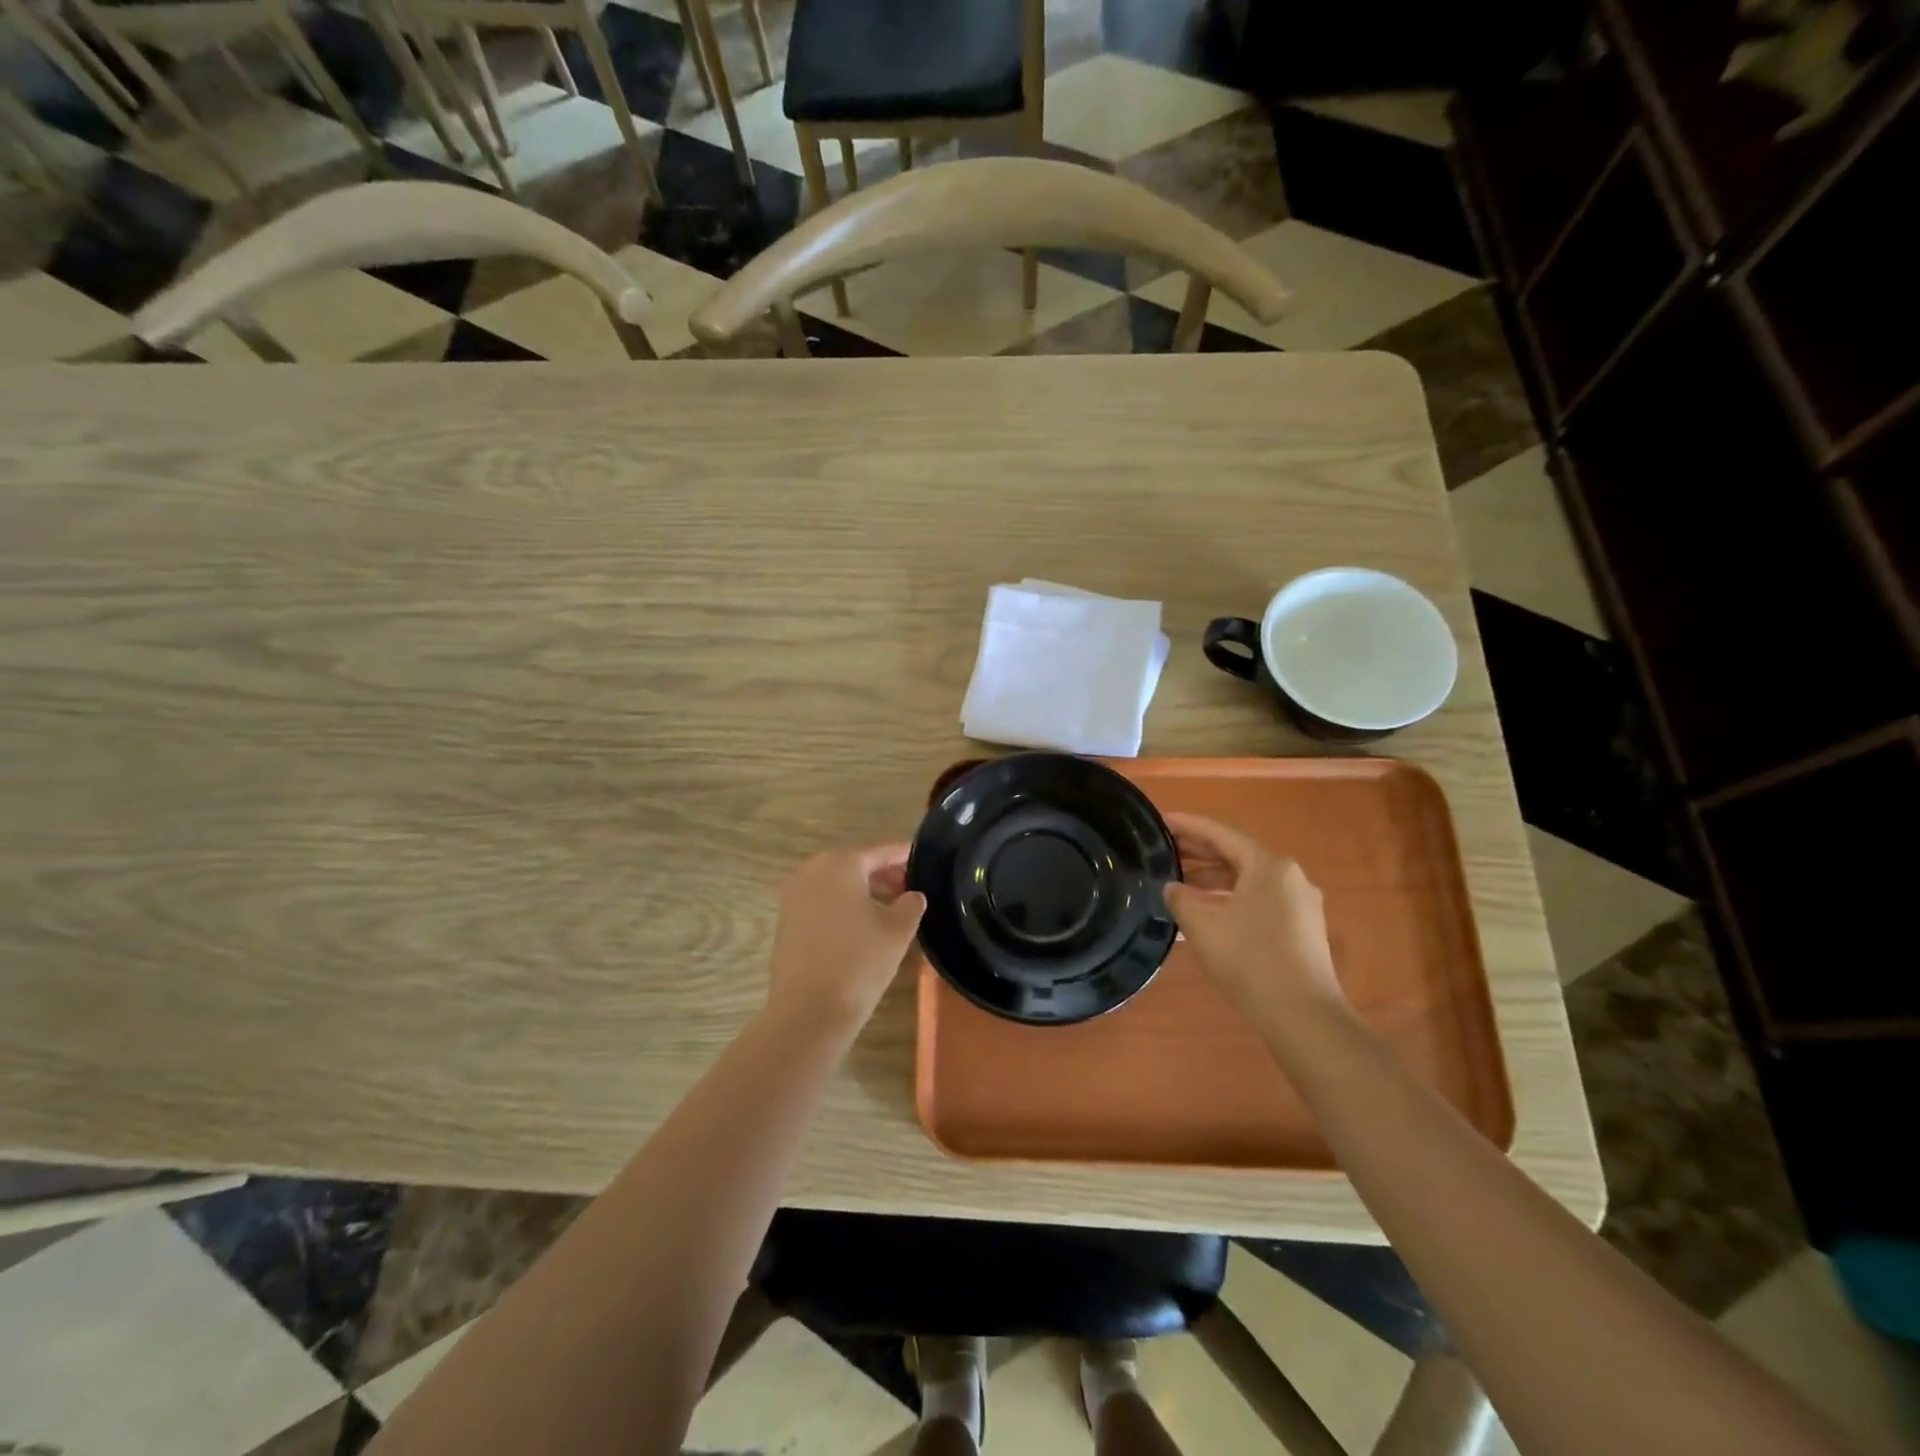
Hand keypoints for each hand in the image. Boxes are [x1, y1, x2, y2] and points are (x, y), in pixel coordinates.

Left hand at [766, 844, 926, 1031]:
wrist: (808, 1011)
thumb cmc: (858, 962)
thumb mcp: (897, 930)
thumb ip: (910, 905)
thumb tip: (912, 896)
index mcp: (839, 864)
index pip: (878, 852)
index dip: (902, 855)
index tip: (921, 858)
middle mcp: (811, 871)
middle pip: (854, 864)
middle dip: (882, 873)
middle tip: (909, 887)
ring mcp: (794, 896)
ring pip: (836, 884)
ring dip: (863, 891)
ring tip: (892, 909)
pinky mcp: (786, 922)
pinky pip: (822, 902)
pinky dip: (843, 906)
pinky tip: (864, 925)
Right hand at [1162, 813, 1345, 1028]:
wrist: (1304, 1017)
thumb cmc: (1250, 959)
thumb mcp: (1202, 924)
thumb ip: (1180, 897)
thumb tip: (1173, 888)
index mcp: (1268, 864)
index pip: (1220, 833)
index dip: (1187, 826)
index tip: (1161, 821)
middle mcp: (1289, 876)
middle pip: (1236, 854)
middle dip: (1199, 852)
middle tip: (1164, 850)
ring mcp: (1300, 904)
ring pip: (1247, 879)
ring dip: (1213, 879)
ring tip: (1179, 885)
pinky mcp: (1302, 929)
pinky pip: (1258, 900)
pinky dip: (1230, 898)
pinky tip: (1207, 914)